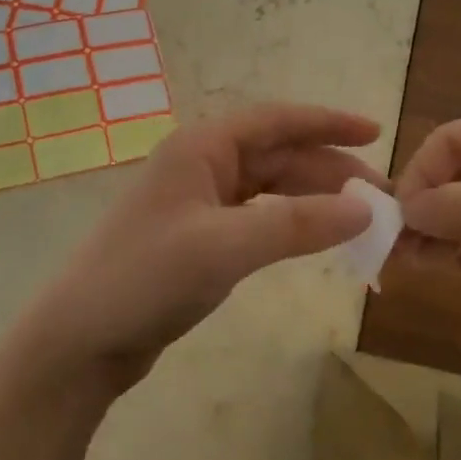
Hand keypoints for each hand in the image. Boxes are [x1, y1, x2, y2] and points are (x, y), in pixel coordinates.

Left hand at [16, 104, 381, 392]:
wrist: (81, 339)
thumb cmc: (146, 278)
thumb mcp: (225, 247)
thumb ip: (297, 225)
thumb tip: (366, 209)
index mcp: (202, 148)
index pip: (276, 121)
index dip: (328, 123)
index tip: (377, 132)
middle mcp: (201, 165)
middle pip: (277, 155)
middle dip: (329, 170)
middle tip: (379, 197)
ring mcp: (198, 203)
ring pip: (269, 188)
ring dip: (312, 199)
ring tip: (357, 219)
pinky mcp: (198, 238)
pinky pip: (256, 218)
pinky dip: (289, 224)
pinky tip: (313, 238)